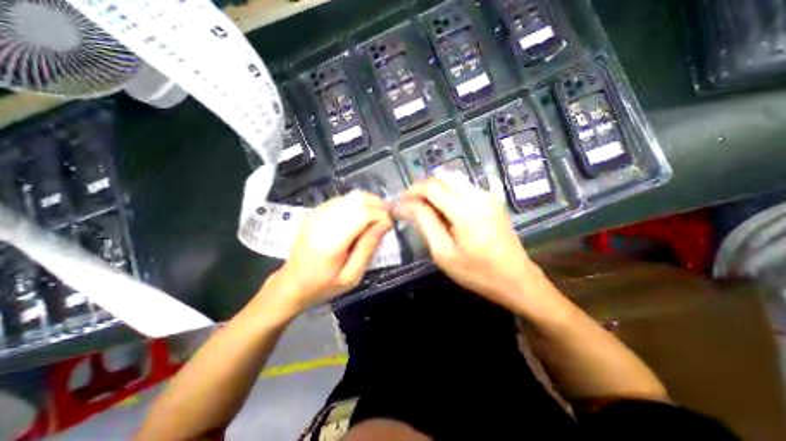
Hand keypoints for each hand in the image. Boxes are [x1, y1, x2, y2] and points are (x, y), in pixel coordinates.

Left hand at [258, 192, 392, 314]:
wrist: (290, 284)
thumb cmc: (322, 286)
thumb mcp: (351, 276)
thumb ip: (368, 248)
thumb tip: (385, 223)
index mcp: (331, 241)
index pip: (363, 213)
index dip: (381, 215)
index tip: (390, 224)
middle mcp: (321, 221)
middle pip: (357, 199)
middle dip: (378, 204)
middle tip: (387, 218)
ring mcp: (315, 214)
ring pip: (350, 196)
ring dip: (368, 202)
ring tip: (376, 217)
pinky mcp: (313, 212)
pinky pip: (341, 200)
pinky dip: (356, 204)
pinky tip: (360, 217)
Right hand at [400, 176, 540, 312]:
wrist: (517, 279)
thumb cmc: (478, 273)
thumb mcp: (444, 253)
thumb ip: (424, 223)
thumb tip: (405, 205)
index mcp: (465, 210)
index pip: (431, 187)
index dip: (411, 191)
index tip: (399, 203)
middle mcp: (477, 195)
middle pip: (441, 178)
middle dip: (421, 188)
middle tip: (410, 206)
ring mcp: (487, 195)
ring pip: (452, 180)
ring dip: (434, 190)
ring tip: (424, 209)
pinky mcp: (491, 200)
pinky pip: (463, 187)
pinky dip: (447, 193)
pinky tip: (443, 211)